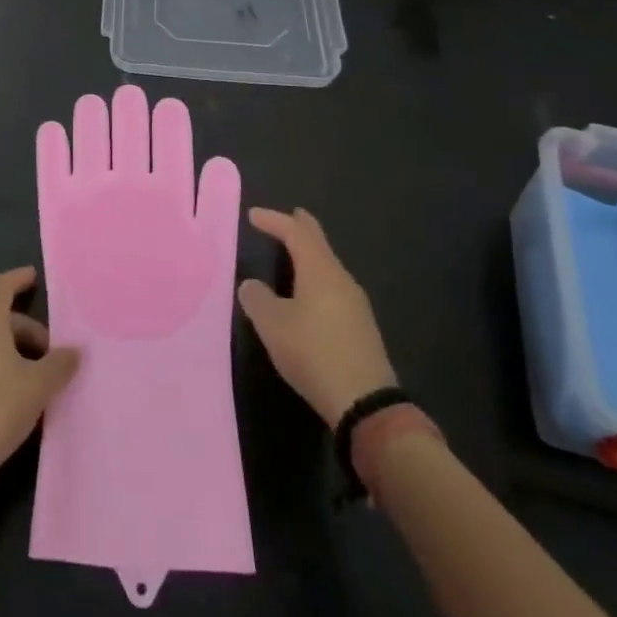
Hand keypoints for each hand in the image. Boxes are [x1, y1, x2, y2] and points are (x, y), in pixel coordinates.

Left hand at [0, 267, 80, 466]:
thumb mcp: (37, 387)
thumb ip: (58, 364)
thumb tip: (74, 350)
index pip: (0, 287)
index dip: (18, 279)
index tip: (33, 277)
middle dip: (26, 330)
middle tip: (50, 355)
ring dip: (11, 352)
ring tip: (33, 379)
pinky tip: (10, 396)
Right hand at [237, 208, 397, 428]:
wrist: (365, 401)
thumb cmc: (313, 352)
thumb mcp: (273, 325)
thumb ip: (257, 299)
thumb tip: (251, 285)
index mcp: (320, 270)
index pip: (295, 233)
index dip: (274, 221)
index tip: (253, 215)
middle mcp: (341, 279)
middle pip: (319, 244)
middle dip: (302, 228)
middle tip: (291, 216)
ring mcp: (356, 303)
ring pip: (329, 266)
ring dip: (310, 256)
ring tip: (295, 254)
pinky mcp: (361, 326)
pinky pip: (334, 287)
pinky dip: (317, 278)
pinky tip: (310, 294)